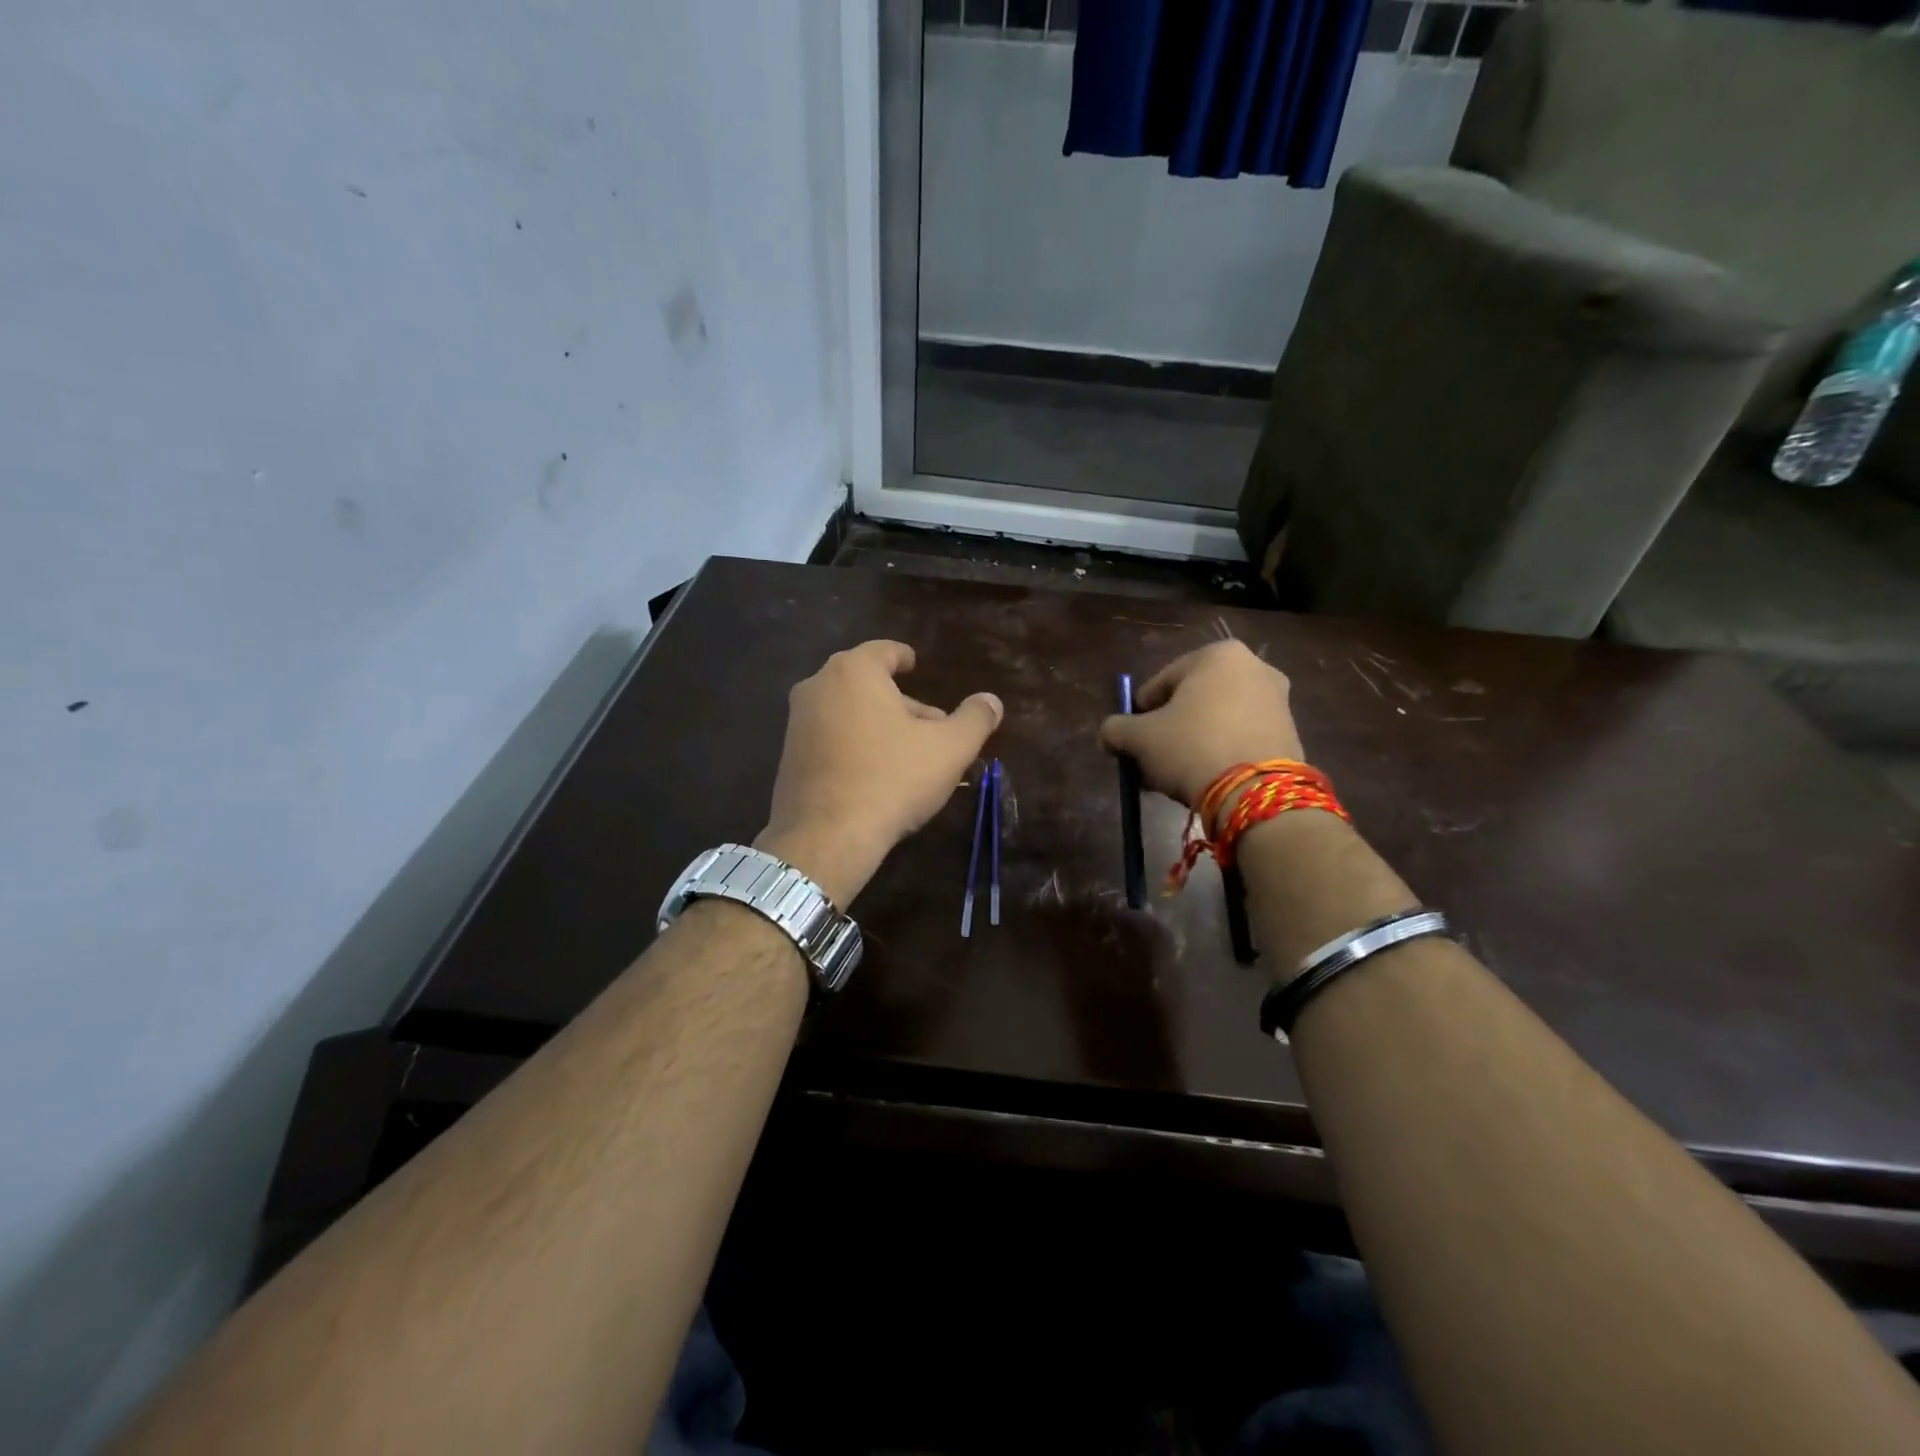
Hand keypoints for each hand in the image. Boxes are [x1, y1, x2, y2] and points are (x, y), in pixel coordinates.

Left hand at [757, 640, 1002, 906]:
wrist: (826, 836)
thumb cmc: (892, 778)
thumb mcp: (949, 748)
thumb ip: (974, 719)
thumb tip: (992, 701)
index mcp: (853, 671)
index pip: (884, 651)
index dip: (904, 657)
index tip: (915, 665)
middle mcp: (817, 687)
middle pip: (868, 685)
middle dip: (901, 702)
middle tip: (932, 728)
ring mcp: (797, 723)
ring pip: (848, 713)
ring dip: (879, 726)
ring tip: (910, 756)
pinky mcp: (788, 757)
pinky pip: (830, 739)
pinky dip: (854, 746)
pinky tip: (877, 776)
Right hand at [1098, 641, 1304, 819]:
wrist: (1256, 791)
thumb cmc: (1191, 747)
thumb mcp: (1139, 738)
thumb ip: (1115, 729)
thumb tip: (1109, 734)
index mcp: (1216, 654)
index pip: (1160, 683)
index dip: (1140, 714)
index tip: (1132, 742)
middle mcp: (1253, 666)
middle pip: (1191, 701)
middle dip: (1168, 730)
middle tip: (1151, 760)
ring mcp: (1277, 699)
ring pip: (1216, 720)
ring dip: (1192, 743)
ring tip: (1175, 775)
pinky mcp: (1290, 732)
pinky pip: (1240, 737)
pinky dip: (1220, 752)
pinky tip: (1204, 778)